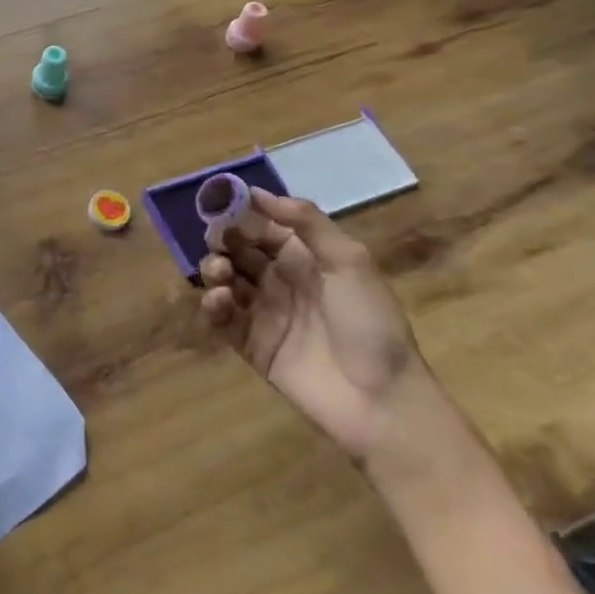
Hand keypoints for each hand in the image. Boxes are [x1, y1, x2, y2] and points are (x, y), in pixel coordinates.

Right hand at [199, 190, 420, 460]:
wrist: (381, 401)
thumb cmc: (369, 322)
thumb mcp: (349, 260)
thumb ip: (306, 221)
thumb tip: (257, 192)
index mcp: (305, 258)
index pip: (262, 226)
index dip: (239, 212)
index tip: (216, 201)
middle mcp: (281, 281)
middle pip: (238, 251)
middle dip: (222, 241)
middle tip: (217, 241)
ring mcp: (264, 314)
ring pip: (225, 281)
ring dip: (214, 269)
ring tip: (220, 274)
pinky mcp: (251, 346)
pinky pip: (222, 319)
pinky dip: (213, 304)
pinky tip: (221, 300)